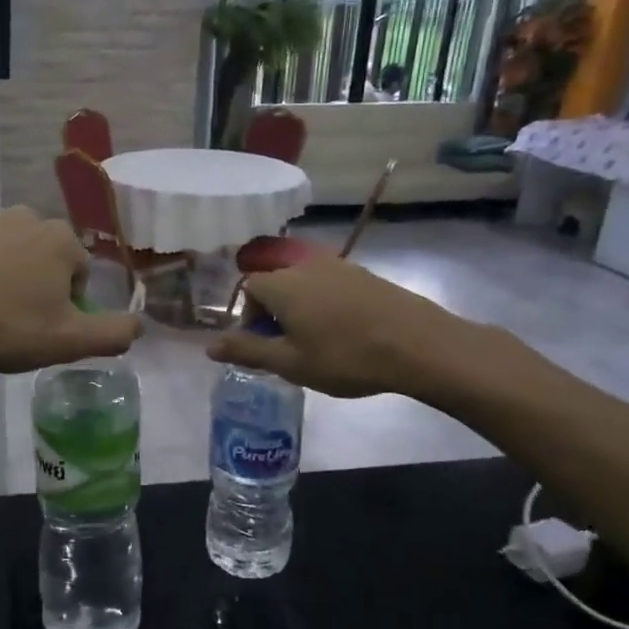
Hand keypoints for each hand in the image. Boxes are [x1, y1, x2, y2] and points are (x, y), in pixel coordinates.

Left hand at [0, 208, 139, 376]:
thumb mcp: (72, 341)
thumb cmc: (10, 329)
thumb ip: (116, 332)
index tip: (47, 326)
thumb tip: (140, 325)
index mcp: (60, 238)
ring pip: (14, 257)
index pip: (79, 273)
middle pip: (47, 260)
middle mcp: (26, 217)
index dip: (68, 304)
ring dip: (12, 280)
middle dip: (41, 287)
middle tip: (21, 322)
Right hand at [206, 254, 538, 409]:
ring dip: (300, 310)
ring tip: (317, 343)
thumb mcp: (289, 362)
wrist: (419, 344)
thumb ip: (247, 351)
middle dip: (274, 313)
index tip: (265, 346)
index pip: (248, 288)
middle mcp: (305, 265)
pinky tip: (344, 333)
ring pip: (304, 285)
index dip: (249, 318)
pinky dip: (326, 306)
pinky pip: (330, 286)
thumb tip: (209, 347)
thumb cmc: (344, 356)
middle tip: (289, 348)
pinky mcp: (365, 274)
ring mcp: (339, 266)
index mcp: (281, 283)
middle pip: (276, 283)